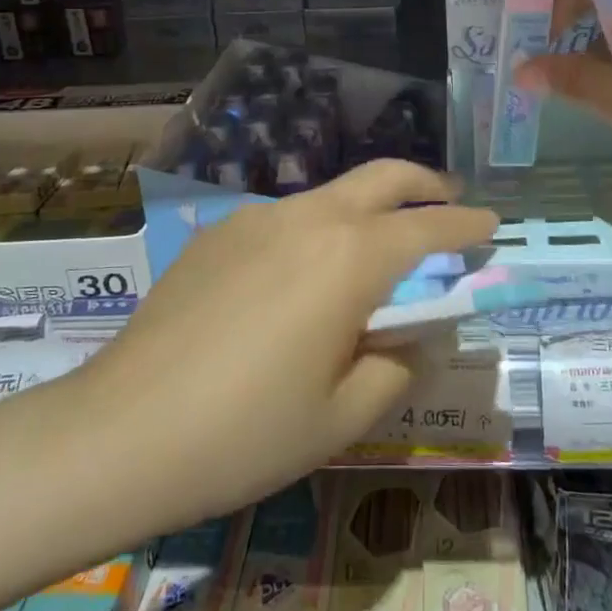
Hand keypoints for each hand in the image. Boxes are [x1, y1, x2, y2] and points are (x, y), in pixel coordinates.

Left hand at [70, 161, 496, 532]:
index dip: (467, 225)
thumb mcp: (343, 415)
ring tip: (377, 252)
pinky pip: (286, 218)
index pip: (428, 228)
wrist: (120, 431)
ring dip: (368, 208)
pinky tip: (302, 279)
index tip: (491, 224)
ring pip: (332, 195)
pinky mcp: (217, 232)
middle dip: (425, 184)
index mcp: (348, 257)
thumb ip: (398, 364)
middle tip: (449, 204)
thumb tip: (416, 333)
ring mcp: (255, 217)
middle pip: (382, 177)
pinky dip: (318, 230)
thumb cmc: (246, 433)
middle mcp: (306, 217)